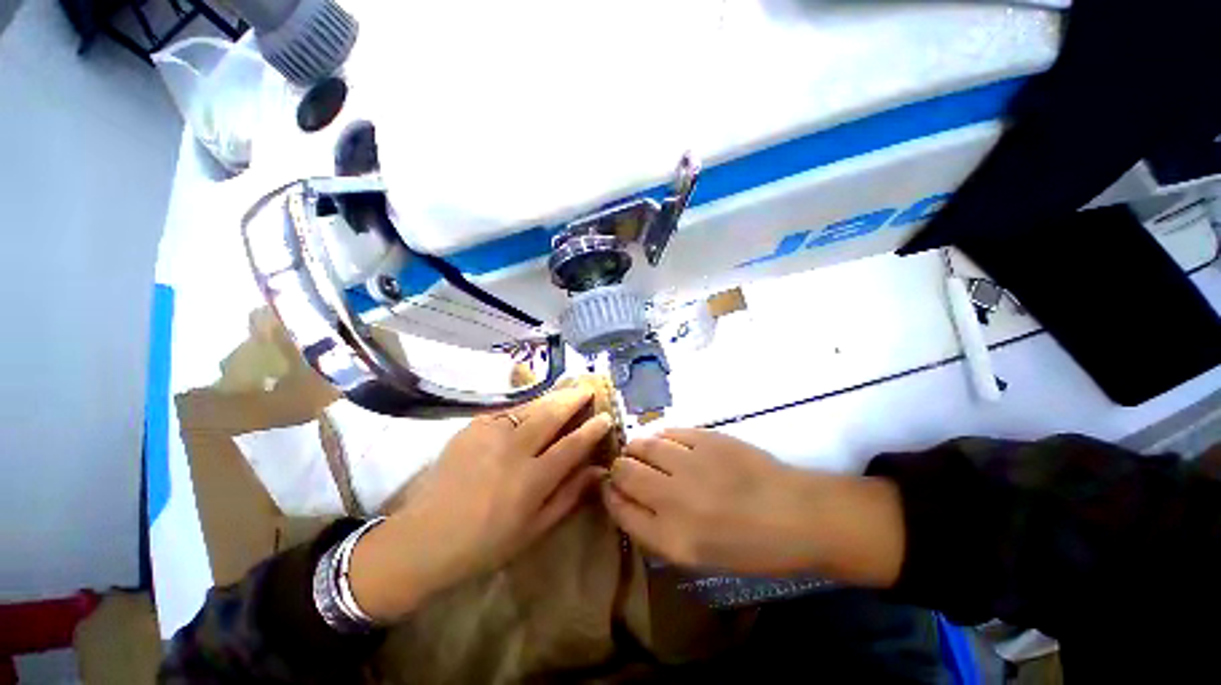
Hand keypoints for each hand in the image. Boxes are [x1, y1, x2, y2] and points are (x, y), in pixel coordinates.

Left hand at [349, 387, 612, 621]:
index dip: (592, 429)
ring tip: (567, 389)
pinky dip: (526, 406)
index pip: (572, 445)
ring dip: (553, 396)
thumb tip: (599, 471)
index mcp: (531, 480)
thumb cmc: (485, 543)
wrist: (424, 538)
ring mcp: (490, 434)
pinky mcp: (473, 426)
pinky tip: (533, 406)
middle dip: (574, 398)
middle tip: (588, 388)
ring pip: (530, 406)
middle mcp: (513, 449)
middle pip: (551, 414)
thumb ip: (569, 495)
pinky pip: (507, 410)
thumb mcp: (535, 529)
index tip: (606, 417)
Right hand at [602, 429, 904, 586]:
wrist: (798, 515)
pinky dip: (662, 437)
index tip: (610, 487)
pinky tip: (669, 444)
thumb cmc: (752, 547)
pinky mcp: (705, 438)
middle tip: (627, 468)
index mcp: (671, 539)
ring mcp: (689, 463)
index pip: (619, 509)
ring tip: (644, 451)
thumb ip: (657, 530)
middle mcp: (673, 499)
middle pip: (624, 472)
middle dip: (619, 468)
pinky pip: (668, 432)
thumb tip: (629, 500)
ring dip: (637, 448)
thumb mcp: (699, 556)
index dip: (610, 495)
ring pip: (642, 444)